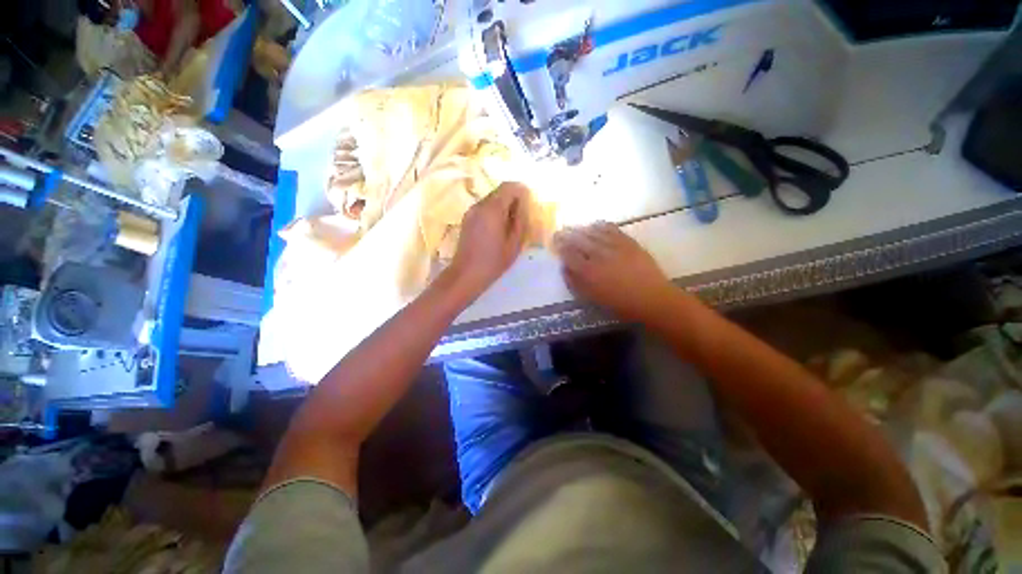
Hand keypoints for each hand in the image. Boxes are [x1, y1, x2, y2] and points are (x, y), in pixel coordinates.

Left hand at [448, 182, 529, 295]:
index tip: (528, 204)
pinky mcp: (467, 219)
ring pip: (491, 199)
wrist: (466, 274)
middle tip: (521, 217)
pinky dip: (494, 212)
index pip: (509, 187)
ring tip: (510, 225)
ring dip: (503, 206)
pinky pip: (484, 208)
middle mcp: (480, 205)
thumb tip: (523, 205)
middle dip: (513, 199)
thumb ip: (520, 220)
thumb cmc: (493, 261)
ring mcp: (471, 211)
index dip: (521, 191)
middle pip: (499, 191)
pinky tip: (498, 229)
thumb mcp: (514, 243)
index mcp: (492, 209)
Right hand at [554, 222, 674, 322]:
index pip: (569, 254)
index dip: (561, 248)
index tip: (555, 243)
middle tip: (560, 231)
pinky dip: (601, 226)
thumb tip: (565, 268)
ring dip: (582, 229)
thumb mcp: (592, 298)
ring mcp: (614, 246)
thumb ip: (575, 283)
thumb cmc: (620, 304)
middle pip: (579, 240)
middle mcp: (598, 255)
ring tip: (575, 227)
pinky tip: (596, 224)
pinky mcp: (628, 242)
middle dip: (567, 235)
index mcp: (588, 272)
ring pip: (593, 233)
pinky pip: (612, 229)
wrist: (652, 299)